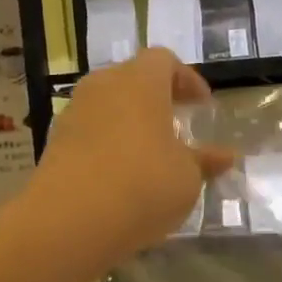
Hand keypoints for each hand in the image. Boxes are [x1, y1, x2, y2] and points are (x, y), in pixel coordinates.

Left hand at [34, 50, 234, 263]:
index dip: (186, 79)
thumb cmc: (144, 185)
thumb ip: (205, 161)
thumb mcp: (187, 177)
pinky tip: (122, 175)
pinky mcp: (55, 143)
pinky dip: (108, 144)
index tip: (202, 105)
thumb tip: (226, 156)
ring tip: (150, 153)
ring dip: (130, 122)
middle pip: (132, 79)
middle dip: (156, 98)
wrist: (71, 220)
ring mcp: (74, 113)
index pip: (164, 61)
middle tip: (177, 124)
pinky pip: (90, 132)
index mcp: (140, 82)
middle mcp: (103, 87)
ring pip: (108, 106)